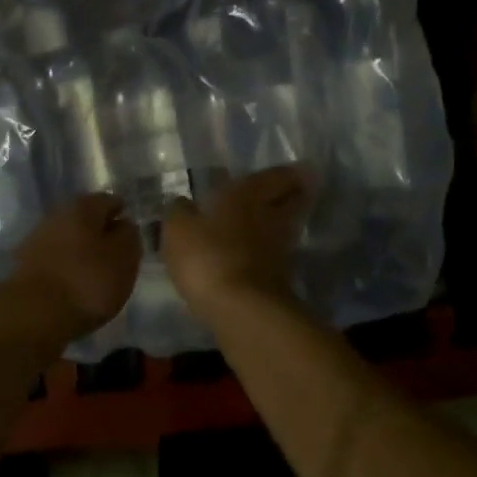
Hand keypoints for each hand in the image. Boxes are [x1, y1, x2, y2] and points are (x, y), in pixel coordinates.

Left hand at [3, 193, 140, 338]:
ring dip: (80, 250)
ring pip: (67, 239)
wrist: (32, 315)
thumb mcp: (124, 259)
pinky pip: (53, 259)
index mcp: (83, 207)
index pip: (109, 201)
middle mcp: (57, 215)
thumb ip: (129, 236)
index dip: (122, 215)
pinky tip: (73, 285)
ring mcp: (36, 239)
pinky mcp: (23, 265)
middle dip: (99, 232)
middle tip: (114, 254)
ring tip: (94, 273)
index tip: (131, 233)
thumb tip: (123, 225)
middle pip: (85, 219)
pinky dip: (65, 267)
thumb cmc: (87, 282)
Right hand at [162, 166, 308, 310]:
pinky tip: (260, 253)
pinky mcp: (281, 278)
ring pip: (287, 227)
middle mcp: (270, 215)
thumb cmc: (208, 255)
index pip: (275, 176)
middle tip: (293, 190)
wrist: (241, 308)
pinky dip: (272, 251)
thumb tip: (182, 202)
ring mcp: (280, 248)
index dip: (286, 173)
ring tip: (271, 220)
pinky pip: (278, 254)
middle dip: (296, 193)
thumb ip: (179, 212)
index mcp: (247, 193)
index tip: (298, 169)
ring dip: (284, 222)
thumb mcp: (178, 229)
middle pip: (293, 199)